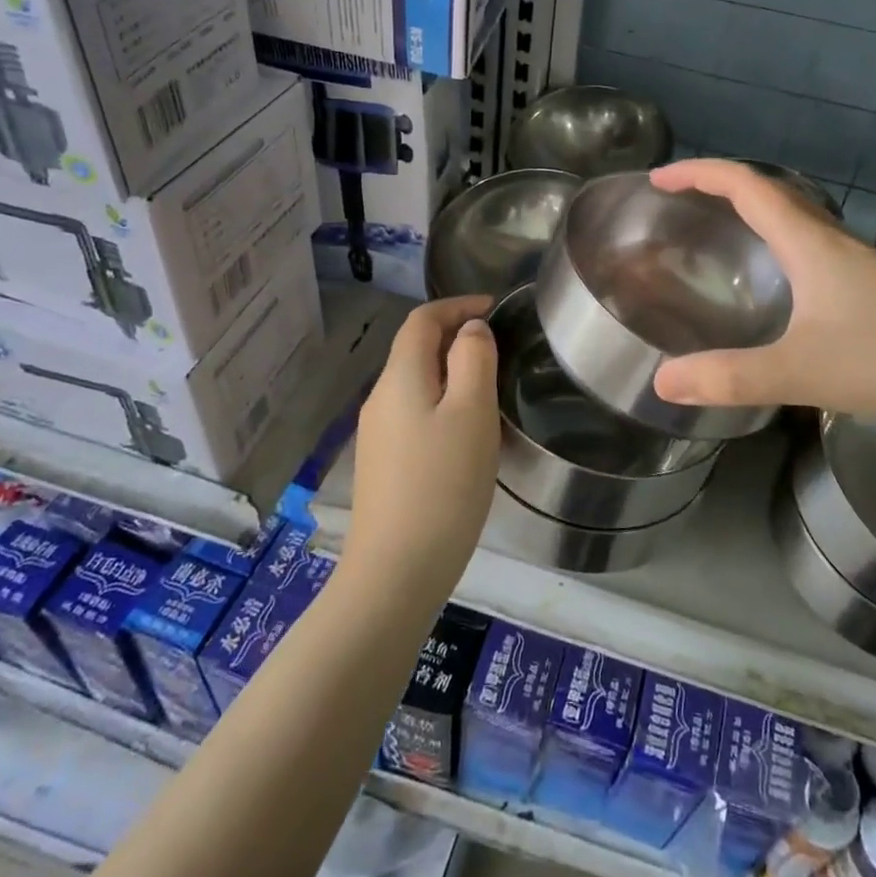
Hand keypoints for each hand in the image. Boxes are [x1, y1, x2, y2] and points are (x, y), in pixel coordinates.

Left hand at [343, 296, 500, 600]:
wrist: (396, 571)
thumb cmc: (443, 484)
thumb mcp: (472, 412)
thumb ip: (474, 359)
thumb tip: (470, 329)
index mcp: (400, 377)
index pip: (421, 320)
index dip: (456, 305)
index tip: (494, 307)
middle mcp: (380, 399)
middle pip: (415, 350)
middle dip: (454, 338)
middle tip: (499, 348)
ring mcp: (376, 435)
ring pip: (416, 384)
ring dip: (450, 372)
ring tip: (490, 389)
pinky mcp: (382, 465)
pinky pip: (414, 414)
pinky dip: (441, 403)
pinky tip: (465, 434)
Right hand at [650, 160, 875, 421]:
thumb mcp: (800, 372)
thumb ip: (730, 378)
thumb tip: (662, 383)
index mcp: (809, 243)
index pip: (746, 186)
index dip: (699, 174)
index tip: (659, 180)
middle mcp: (831, 240)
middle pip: (769, 191)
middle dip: (719, 185)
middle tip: (680, 200)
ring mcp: (856, 260)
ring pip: (794, 214)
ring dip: (751, 207)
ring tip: (718, 227)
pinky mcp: (871, 282)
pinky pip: (810, 240)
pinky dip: (777, 235)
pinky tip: (777, 274)